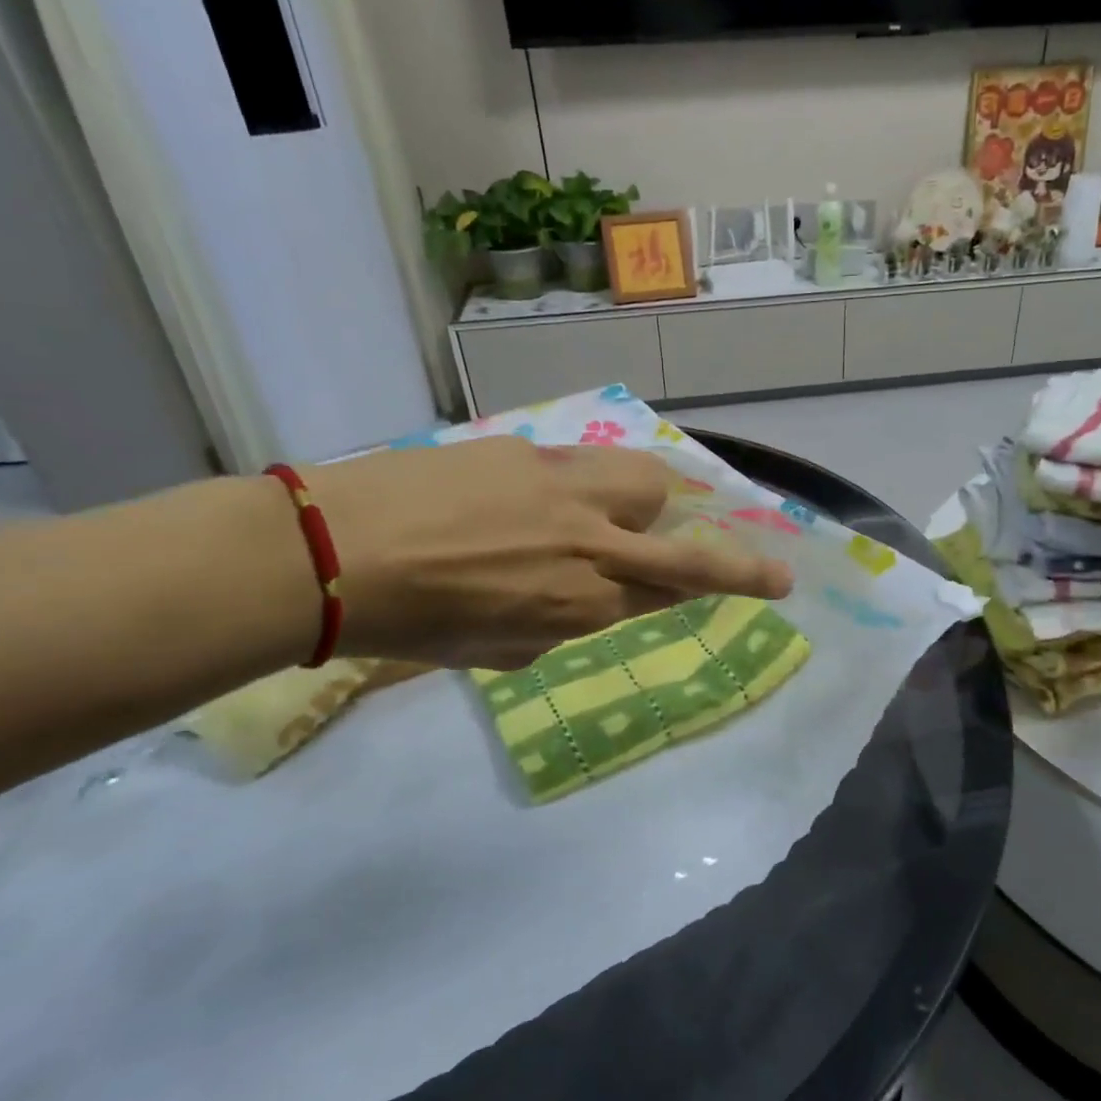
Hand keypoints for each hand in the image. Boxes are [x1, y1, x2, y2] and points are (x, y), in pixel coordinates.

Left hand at [297, 438, 793, 669]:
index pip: (678, 593)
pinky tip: (539, 495)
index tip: (772, 581)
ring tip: (623, 513)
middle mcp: (590, 545)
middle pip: (687, 547)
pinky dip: (586, 483)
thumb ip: (561, 624)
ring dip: (651, 503)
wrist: (328, 553)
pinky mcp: (527, 449)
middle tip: (757, 564)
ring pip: (646, 483)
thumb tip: (584, 599)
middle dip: (738, 559)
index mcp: (582, 604)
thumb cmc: (411, 624)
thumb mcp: (498, 650)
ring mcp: (562, 488)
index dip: (730, 586)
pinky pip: (584, 463)